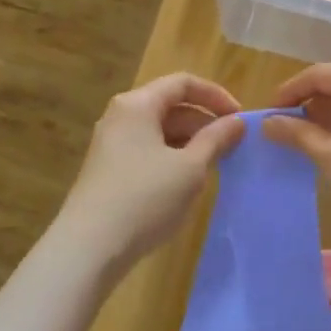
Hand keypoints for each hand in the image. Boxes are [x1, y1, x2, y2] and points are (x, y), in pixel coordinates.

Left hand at [58, 73, 245, 270]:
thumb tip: (237, 121)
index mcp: (137, 105)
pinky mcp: (109, 170)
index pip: (182, 83)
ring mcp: (111, 144)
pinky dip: (172, 158)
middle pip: (170, 106)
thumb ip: (216, 139)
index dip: (216, 96)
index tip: (240, 119)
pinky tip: (186, 184)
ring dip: (190, 143)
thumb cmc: (145, 199)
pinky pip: (147, 151)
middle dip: (204, 122)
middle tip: (233, 146)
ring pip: (159, 131)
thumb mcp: (190, 168)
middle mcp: (120, 117)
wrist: (90, 247)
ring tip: (215, 166)